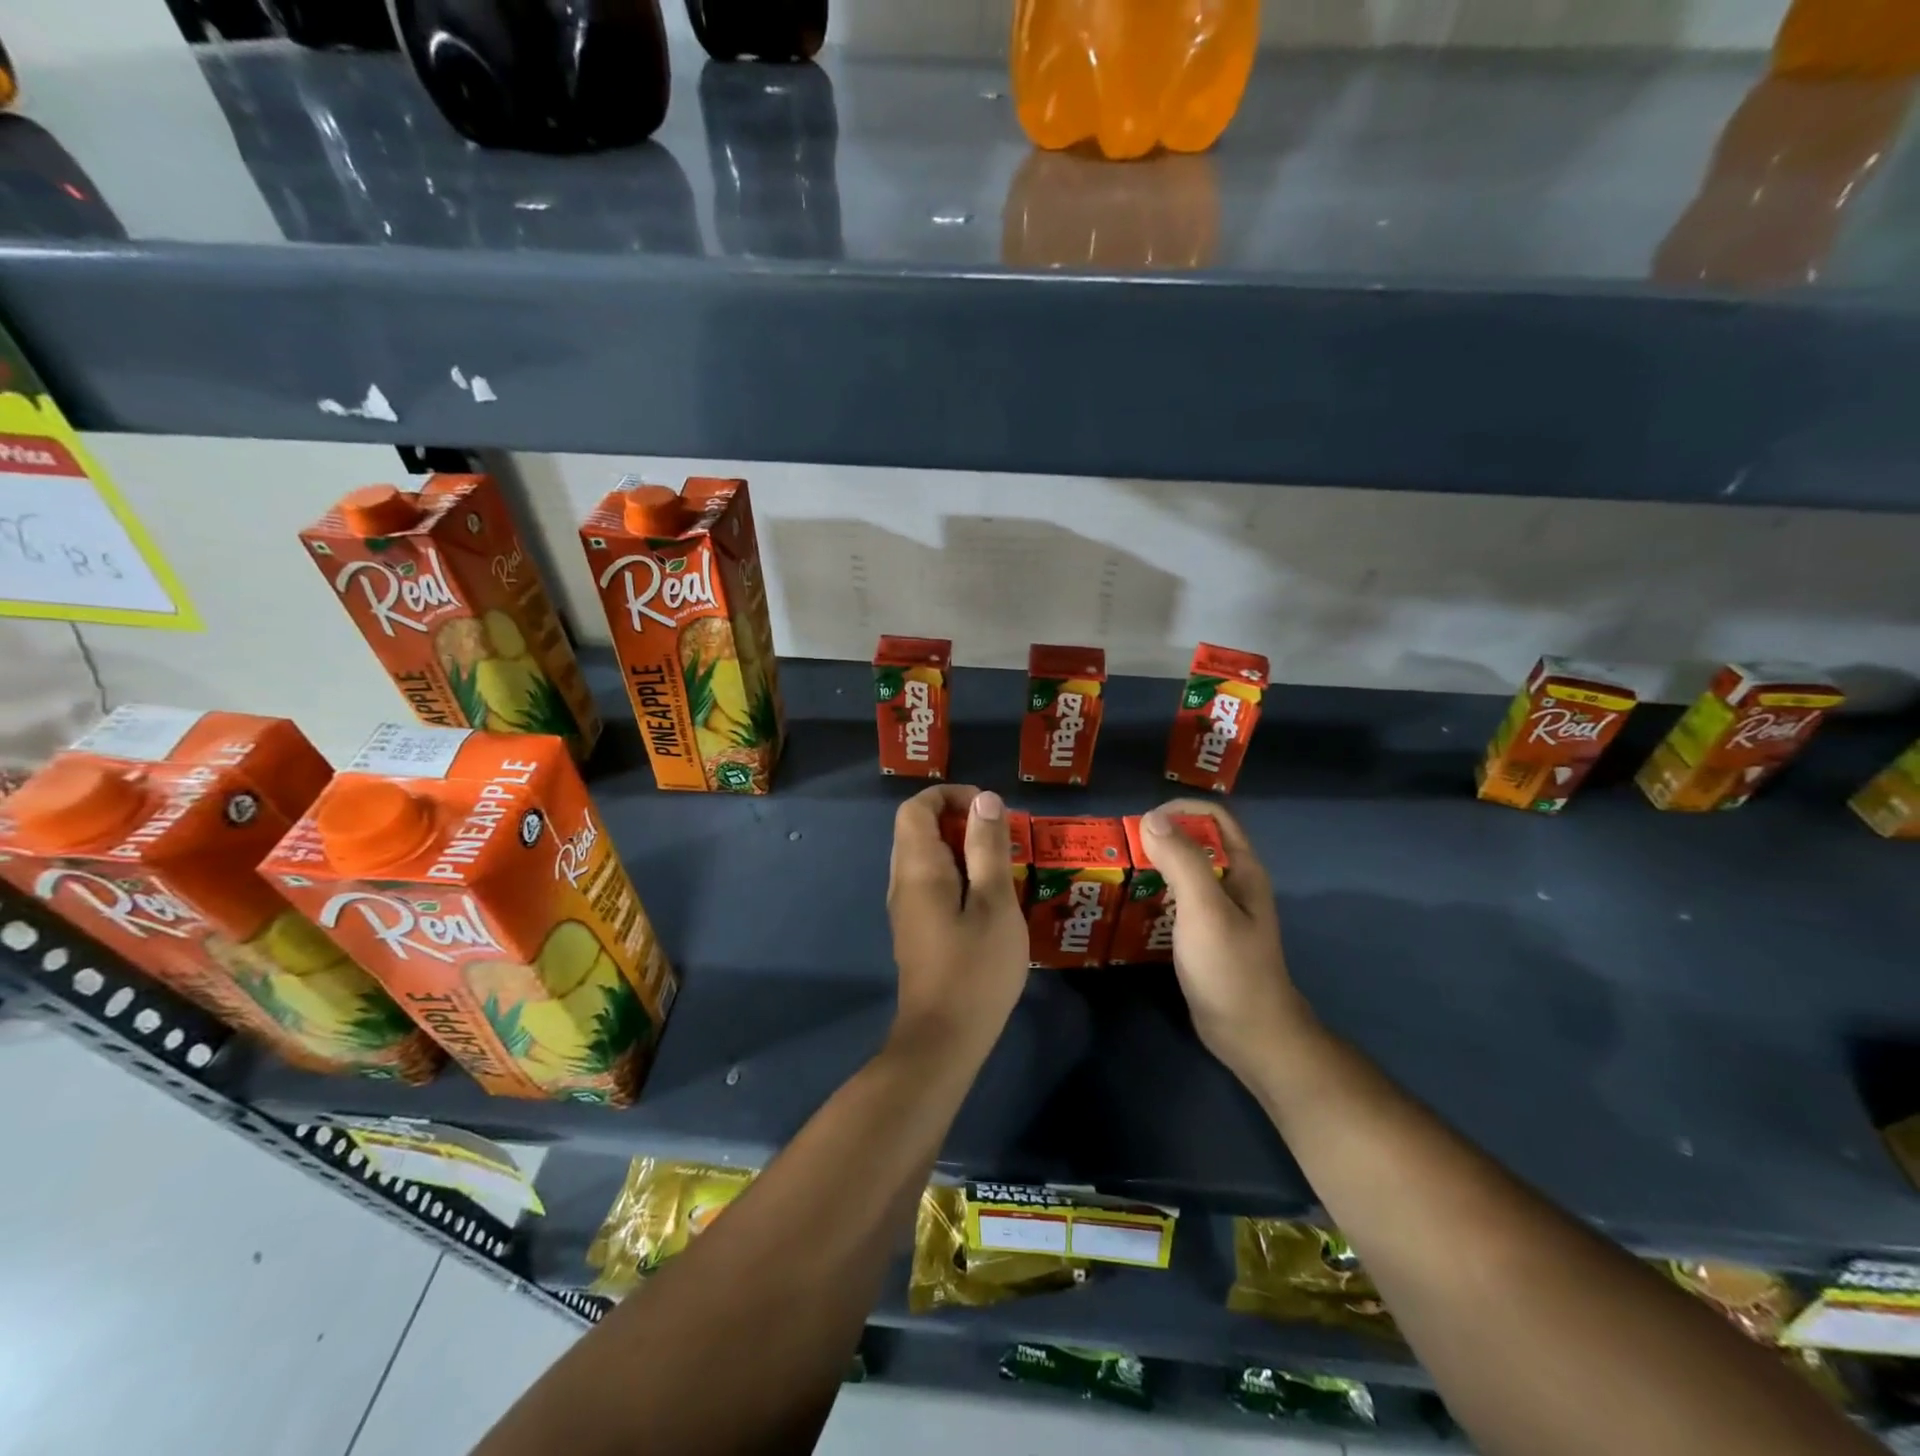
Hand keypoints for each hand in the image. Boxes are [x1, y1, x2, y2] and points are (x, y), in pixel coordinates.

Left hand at [886, 785, 1029, 1061]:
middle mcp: (902, 881)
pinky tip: (988, 897)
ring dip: (961, 848)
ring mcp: (906, 907)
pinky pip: (930, 882)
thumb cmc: (975, 968)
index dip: (949, 796)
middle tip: (1001, 836)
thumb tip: (984, 800)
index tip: (989, 809)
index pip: (916, 808)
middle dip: (959, 820)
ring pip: (925, 857)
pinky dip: (957, 874)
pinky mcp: (916, 929)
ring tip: (1001, 864)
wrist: (944, 1039)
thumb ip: (988, 848)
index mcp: (917, 868)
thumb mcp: (994, 902)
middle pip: (918, 829)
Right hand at [1139, 800, 1314, 1087]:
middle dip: (1159, 838)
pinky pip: (1177, 901)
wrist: (1250, 1034)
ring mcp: (1219, 910)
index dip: (1179, 810)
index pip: (1213, 817)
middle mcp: (1232, 882)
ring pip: (1183, 872)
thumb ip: (1182, 860)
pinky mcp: (1204, 933)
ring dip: (1153, 867)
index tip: (1141, 825)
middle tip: (1121, 850)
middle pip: (1195, 841)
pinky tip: (1129, 907)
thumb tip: (1151, 818)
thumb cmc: (1230, 967)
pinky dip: (1154, 895)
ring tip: (1118, 874)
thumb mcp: (1204, 909)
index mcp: (1241, 868)